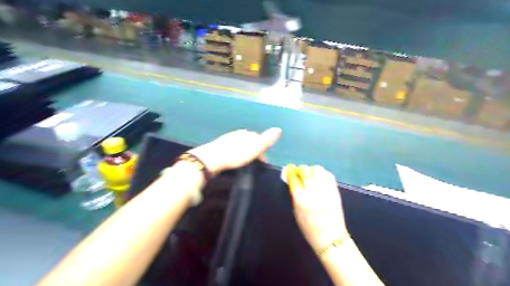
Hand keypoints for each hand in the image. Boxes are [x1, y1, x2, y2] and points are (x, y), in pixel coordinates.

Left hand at [188, 128, 280, 173]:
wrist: (213, 158)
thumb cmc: (236, 155)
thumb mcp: (254, 149)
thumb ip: (266, 140)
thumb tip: (279, 129)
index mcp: (248, 134)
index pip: (259, 139)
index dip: (263, 150)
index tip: (263, 162)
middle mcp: (239, 133)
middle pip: (250, 140)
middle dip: (254, 150)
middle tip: (254, 162)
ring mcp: (229, 137)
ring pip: (241, 143)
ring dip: (245, 150)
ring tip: (245, 161)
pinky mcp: (220, 144)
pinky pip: (232, 146)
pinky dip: (235, 151)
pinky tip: (233, 157)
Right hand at [288, 165, 348, 252]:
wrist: (331, 238)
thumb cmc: (309, 228)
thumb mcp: (296, 211)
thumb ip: (294, 194)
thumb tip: (292, 179)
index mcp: (300, 198)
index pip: (293, 177)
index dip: (290, 172)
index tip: (289, 172)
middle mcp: (312, 191)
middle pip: (305, 170)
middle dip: (300, 170)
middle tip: (300, 175)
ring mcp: (325, 189)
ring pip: (317, 169)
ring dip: (311, 170)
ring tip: (311, 177)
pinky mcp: (335, 190)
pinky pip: (328, 174)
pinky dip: (322, 174)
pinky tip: (320, 179)